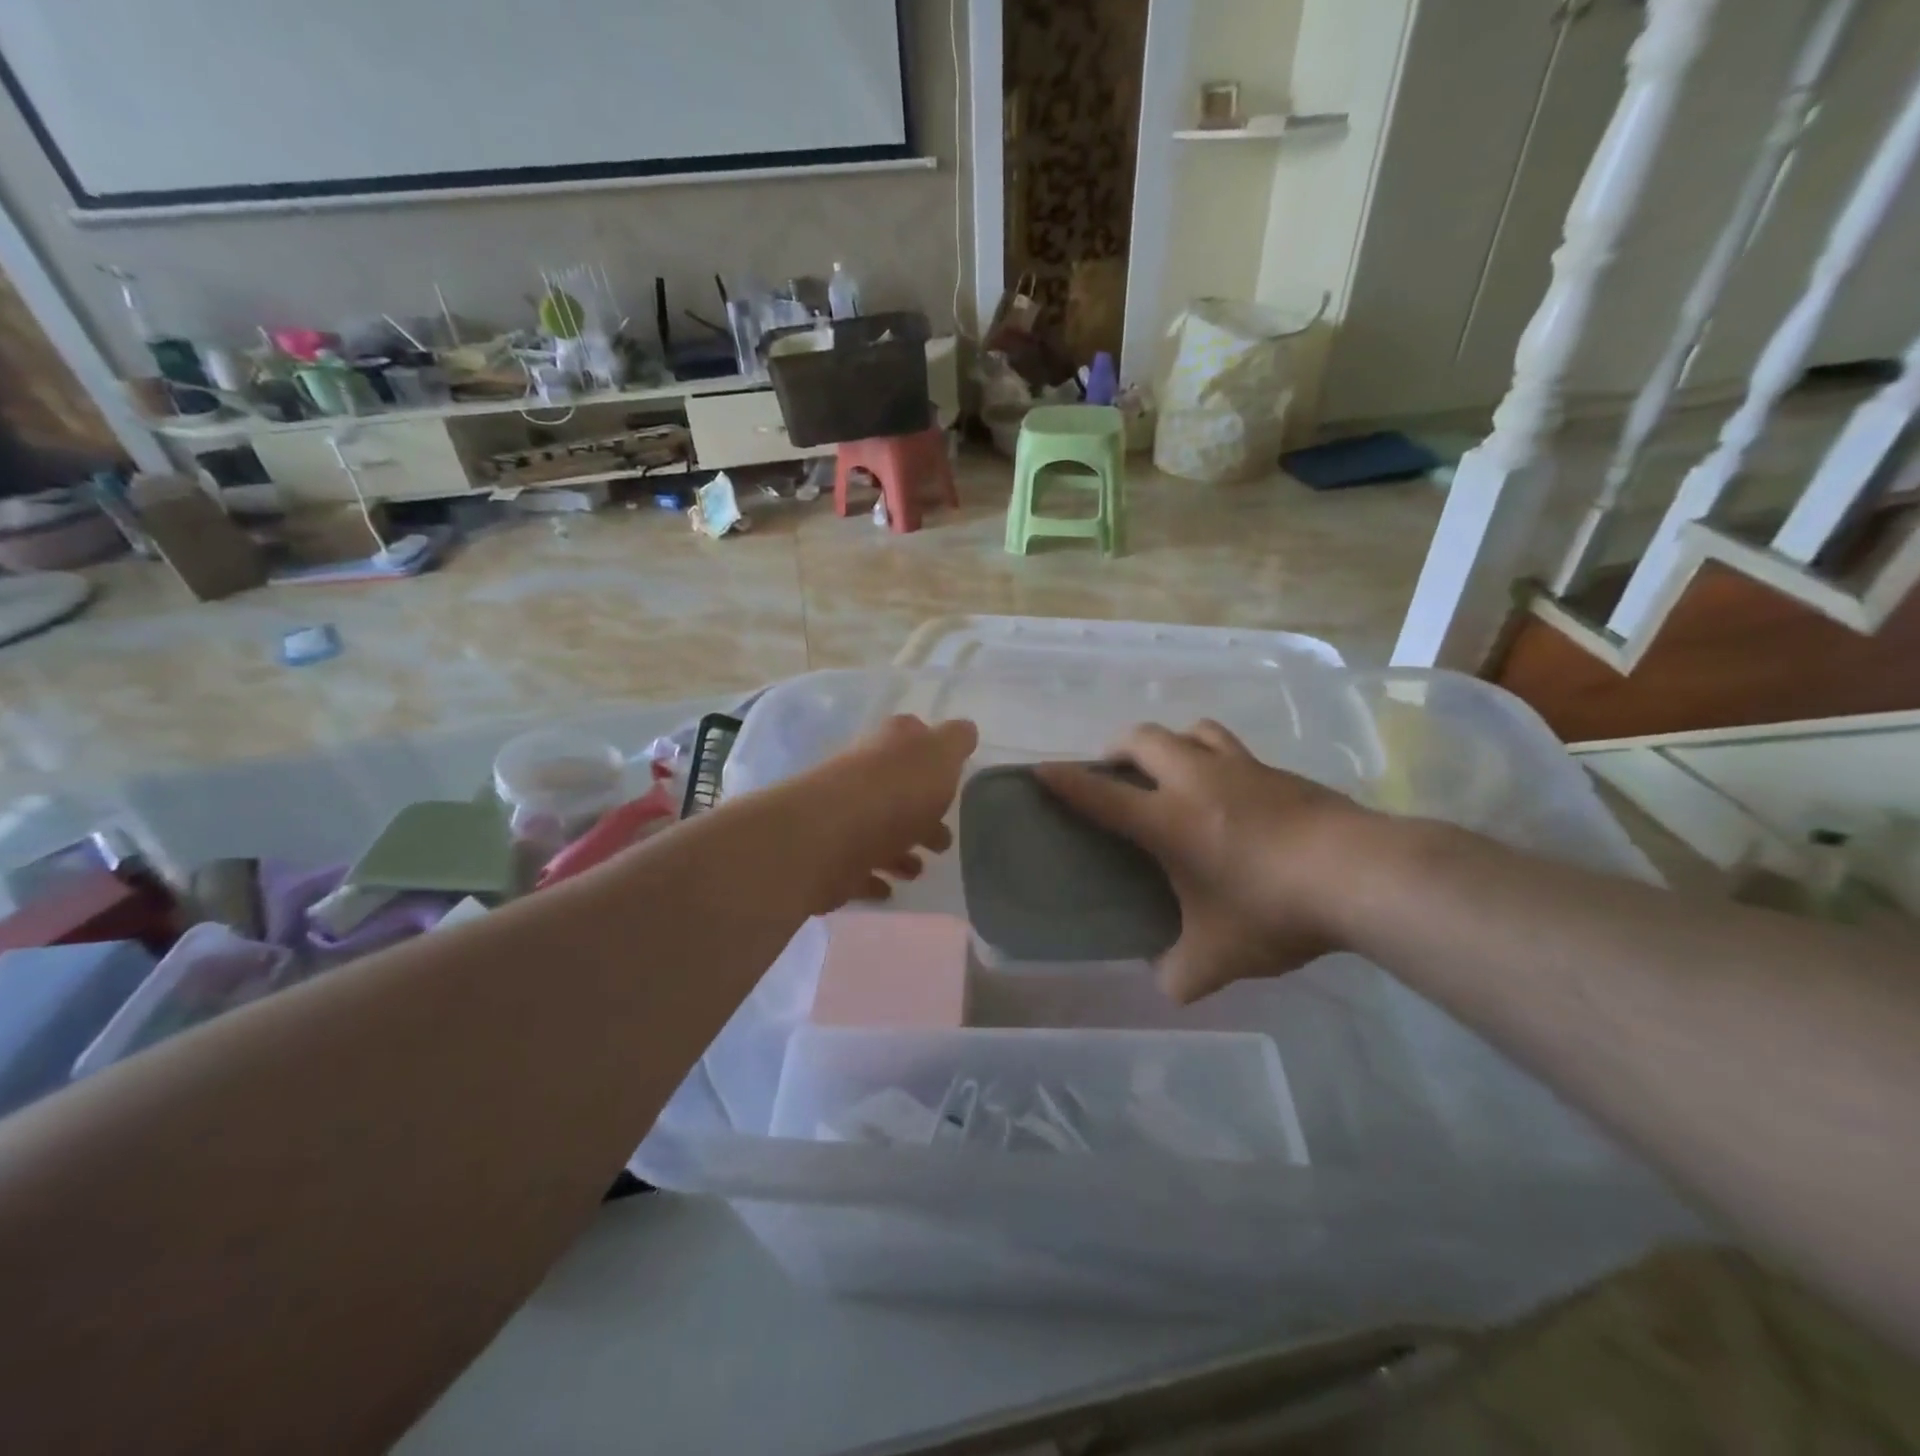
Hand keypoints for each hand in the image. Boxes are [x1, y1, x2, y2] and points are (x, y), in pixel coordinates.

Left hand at [780, 714, 977, 914]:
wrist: (831, 836)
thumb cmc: (895, 790)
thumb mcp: (940, 754)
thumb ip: (956, 741)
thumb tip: (964, 730)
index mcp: (888, 745)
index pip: (911, 737)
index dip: (932, 754)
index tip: (952, 779)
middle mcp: (862, 775)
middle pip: (896, 792)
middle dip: (921, 815)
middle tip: (943, 841)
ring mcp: (842, 816)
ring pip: (877, 832)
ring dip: (899, 850)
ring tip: (918, 870)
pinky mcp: (830, 857)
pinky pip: (858, 868)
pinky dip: (874, 878)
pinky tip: (889, 890)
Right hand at [1035, 721, 1376, 1002]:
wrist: (1361, 875)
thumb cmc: (1273, 909)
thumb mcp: (1219, 958)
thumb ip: (1182, 974)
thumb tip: (1167, 985)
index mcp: (1167, 821)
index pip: (1101, 795)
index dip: (1065, 782)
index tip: (1040, 771)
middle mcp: (1196, 782)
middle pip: (1143, 739)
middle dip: (1117, 748)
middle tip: (1116, 772)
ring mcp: (1241, 769)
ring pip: (1192, 730)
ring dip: (1170, 742)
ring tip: (1172, 770)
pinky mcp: (1279, 771)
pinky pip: (1233, 749)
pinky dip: (1215, 759)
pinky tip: (1231, 794)